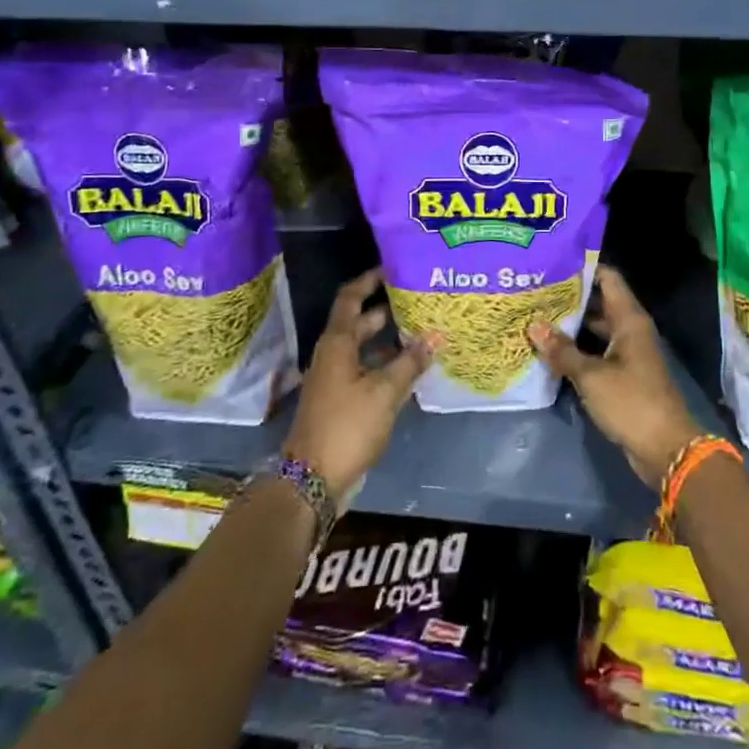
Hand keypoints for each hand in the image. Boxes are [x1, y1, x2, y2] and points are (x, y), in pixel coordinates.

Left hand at [284, 268, 433, 498]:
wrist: (312, 480)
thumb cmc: (346, 426)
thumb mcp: (384, 392)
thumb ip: (411, 362)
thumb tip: (436, 335)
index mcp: (337, 343)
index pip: (351, 297)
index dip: (370, 280)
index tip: (393, 268)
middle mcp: (333, 354)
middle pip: (360, 321)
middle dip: (388, 309)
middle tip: (420, 300)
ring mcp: (336, 378)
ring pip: (365, 348)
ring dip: (390, 340)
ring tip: (423, 331)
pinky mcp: (342, 400)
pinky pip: (366, 370)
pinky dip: (387, 364)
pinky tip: (412, 368)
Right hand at [530, 265, 703, 488]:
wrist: (666, 450)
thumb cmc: (631, 402)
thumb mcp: (592, 376)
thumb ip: (562, 351)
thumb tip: (534, 326)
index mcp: (629, 320)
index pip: (608, 278)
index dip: (583, 268)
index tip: (553, 262)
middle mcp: (630, 330)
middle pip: (599, 302)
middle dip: (570, 298)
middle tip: (536, 291)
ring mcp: (628, 353)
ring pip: (596, 329)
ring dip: (572, 325)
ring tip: (537, 317)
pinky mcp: (623, 375)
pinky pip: (597, 352)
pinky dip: (578, 349)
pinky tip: (552, 350)